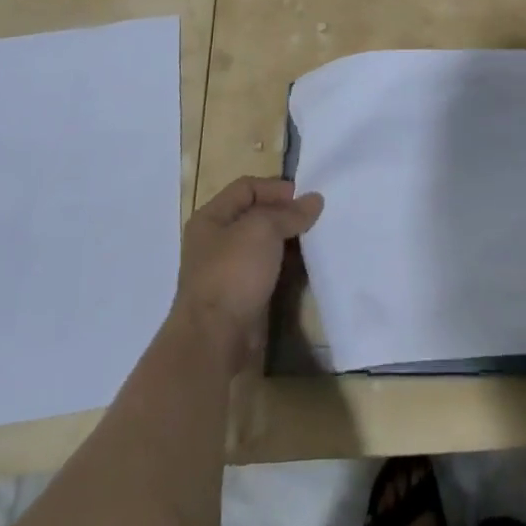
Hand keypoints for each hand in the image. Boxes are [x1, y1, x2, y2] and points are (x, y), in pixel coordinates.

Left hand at [168, 176, 323, 372]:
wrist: (216, 337)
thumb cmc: (233, 272)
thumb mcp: (263, 229)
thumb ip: (289, 213)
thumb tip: (314, 200)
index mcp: (211, 217)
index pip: (246, 187)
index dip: (275, 188)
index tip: (304, 197)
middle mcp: (215, 240)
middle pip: (255, 215)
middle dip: (284, 213)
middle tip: (314, 218)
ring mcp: (227, 269)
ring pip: (262, 244)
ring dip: (287, 240)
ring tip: (314, 239)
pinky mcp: (241, 294)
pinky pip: (267, 269)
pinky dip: (285, 264)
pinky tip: (304, 266)